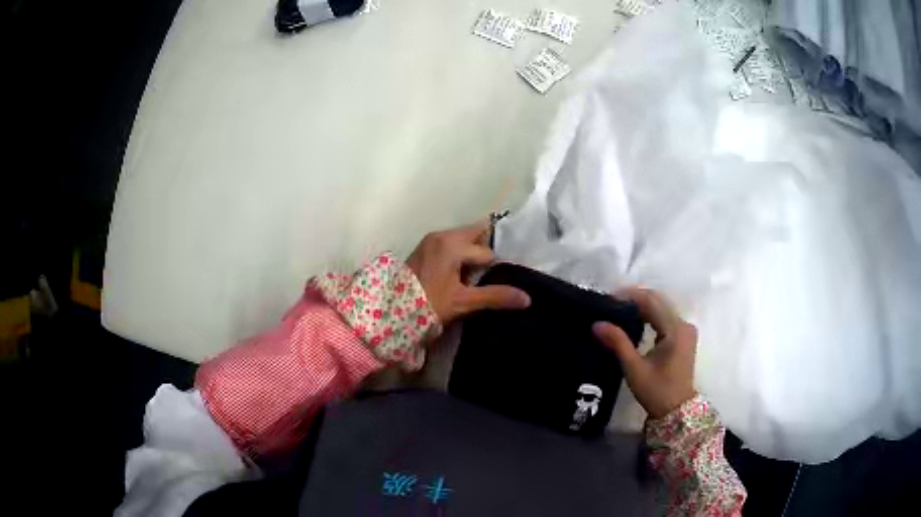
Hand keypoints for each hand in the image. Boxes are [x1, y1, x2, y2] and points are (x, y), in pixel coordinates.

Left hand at [407, 221, 530, 325]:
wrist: (390, 311)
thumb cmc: (428, 304)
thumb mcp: (463, 301)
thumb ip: (495, 297)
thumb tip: (527, 298)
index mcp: (452, 244)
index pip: (486, 252)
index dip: (494, 267)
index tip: (499, 280)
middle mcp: (441, 236)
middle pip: (474, 235)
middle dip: (485, 250)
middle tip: (490, 273)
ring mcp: (430, 241)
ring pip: (461, 239)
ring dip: (471, 253)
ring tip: (476, 276)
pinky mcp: (423, 249)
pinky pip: (449, 244)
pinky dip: (458, 254)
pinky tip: (459, 273)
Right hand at [592, 288, 696, 418]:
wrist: (676, 410)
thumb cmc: (656, 391)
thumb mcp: (634, 368)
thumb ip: (618, 343)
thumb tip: (597, 324)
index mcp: (675, 329)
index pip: (652, 302)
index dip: (630, 296)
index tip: (608, 297)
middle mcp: (684, 324)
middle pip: (658, 301)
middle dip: (635, 299)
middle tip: (611, 303)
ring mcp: (686, 330)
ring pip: (662, 308)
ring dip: (642, 306)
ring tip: (619, 310)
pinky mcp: (684, 337)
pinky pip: (665, 317)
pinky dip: (650, 315)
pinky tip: (635, 320)